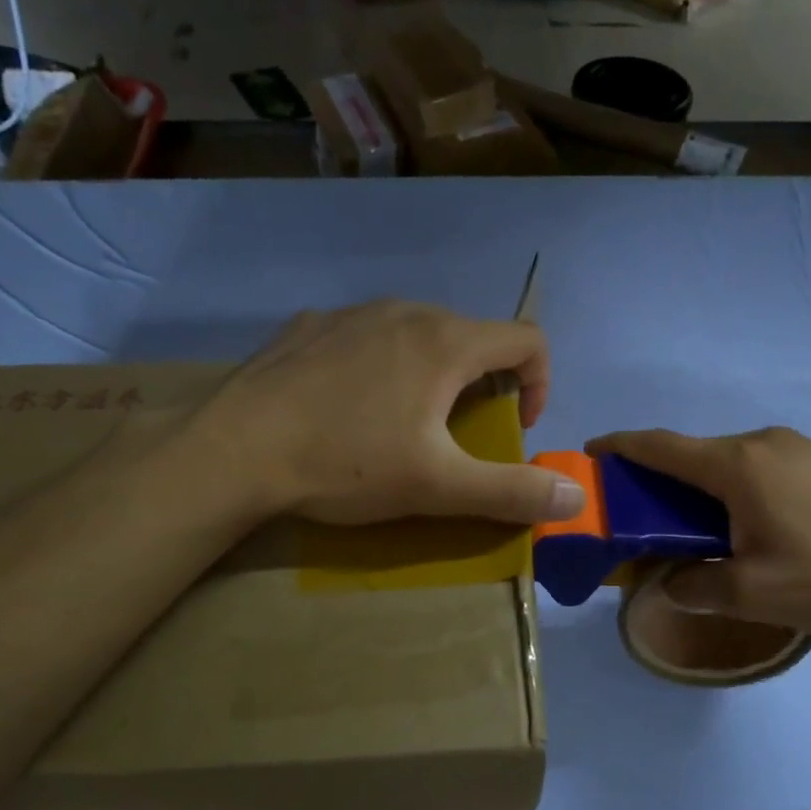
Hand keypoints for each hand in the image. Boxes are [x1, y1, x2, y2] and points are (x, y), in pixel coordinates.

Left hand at [201, 302, 584, 526]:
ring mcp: (352, 313)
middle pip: (472, 337)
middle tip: (458, 435)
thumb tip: (576, 497)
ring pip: (417, 334)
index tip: (516, 428)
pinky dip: (379, 365)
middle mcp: (405, 312)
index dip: (540, 384)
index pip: (527, 340)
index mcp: (446, 343)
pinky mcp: (309, 326)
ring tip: (403, 422)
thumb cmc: (346, 464)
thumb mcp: (439, 487)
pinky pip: (366, 337)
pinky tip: (347, 406)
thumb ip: (514, 491)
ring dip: (431, 374)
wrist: (234, 450)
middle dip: (483, 385)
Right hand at [586, 427, 810, 635]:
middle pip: (694, 455)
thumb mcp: (752, 593)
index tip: (591, 455)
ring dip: (701, 489)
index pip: (661, 447)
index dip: (620, 447)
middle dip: (659, 480)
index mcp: (738, 465)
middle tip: (641, 517)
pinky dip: (735, 490)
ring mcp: (798, 448)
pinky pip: (760, 469)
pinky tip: (747, 527)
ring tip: (695, 531)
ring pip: (729, 463)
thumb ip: (695, 587)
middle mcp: (763, 443)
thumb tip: (667, 584)